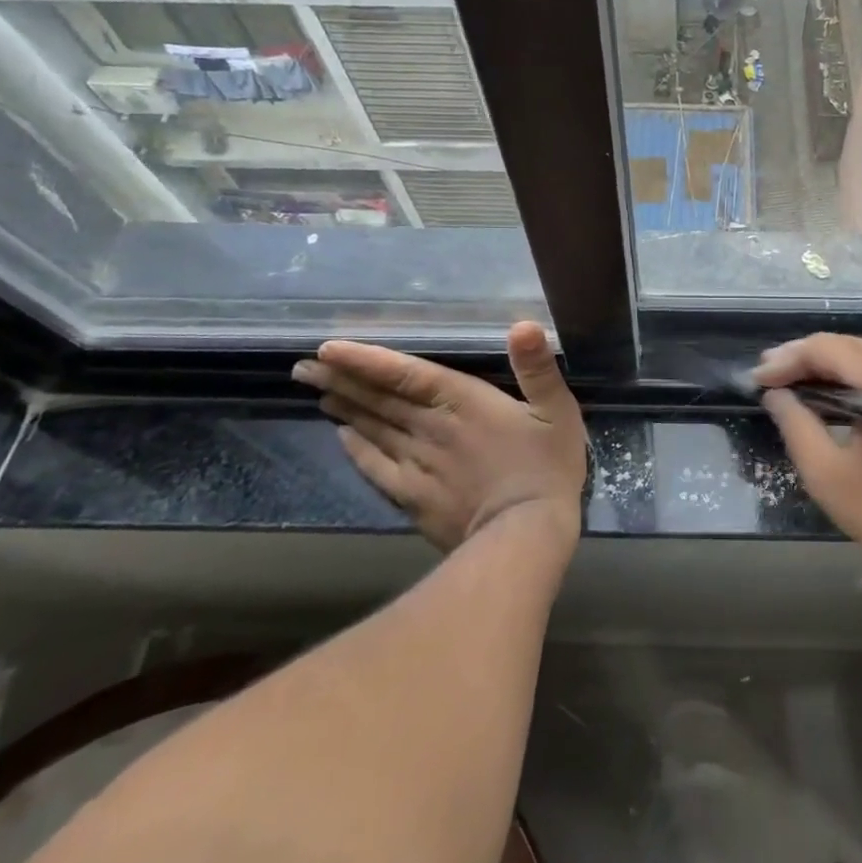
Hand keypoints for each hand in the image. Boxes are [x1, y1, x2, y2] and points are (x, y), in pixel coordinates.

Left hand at [292, 321, 586, 551]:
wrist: (525, 538)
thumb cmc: (546, 468)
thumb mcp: (557, 411)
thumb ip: (538, 368)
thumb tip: (525, 325)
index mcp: (463, 402)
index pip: (404, 374)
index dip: (366, 360)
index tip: (327, 348)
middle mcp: (430, 428)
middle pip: (378, 399)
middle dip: (341, 380)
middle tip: (304, 366)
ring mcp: (417, 465)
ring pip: (373, 429)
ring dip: (344, 408)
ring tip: (317, 390)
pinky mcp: (413, 497)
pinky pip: (376, 467)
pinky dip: (356, 449)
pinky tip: (342, 437)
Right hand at [753, 334, 861, 559]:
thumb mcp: (827, 472)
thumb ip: (795, 424)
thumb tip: (776, 395)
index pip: (826, 348)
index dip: (787, 359)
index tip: (757, 379)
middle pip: (846, 346)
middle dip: (803, 358)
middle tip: (768, 375)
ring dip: (825, 367)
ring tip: (789, 383)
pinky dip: (849, 378)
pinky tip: (826, 394)